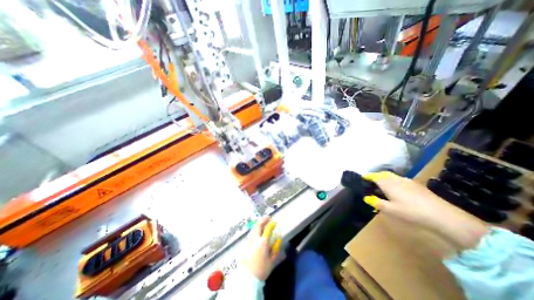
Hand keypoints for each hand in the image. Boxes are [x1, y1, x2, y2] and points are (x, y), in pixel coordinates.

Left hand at [244, 217, 280, 279]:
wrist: (247, 278)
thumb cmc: (262, 269)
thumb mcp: (272, 259)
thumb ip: (276, 247)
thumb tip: (278, 236)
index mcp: (263, 242)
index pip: (268, 229)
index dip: (271, 224)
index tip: (275, 221)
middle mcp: (255, 239)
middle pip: (258, 225)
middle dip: (263, 220)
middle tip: (268, 217)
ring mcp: (249, 240)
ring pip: (254, 228)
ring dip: (259, 223)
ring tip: (263, 222)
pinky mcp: (246, 244)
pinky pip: (251, 233)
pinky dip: (255, 229)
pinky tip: (257, 230)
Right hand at [363, 171, 486, 249]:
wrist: (442, 215)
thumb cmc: (411, 212)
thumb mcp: (391, 210)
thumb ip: (377, 203)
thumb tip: (366, 198)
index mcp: (388, 184)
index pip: (374, 177)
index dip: (367, 176)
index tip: (362, 177)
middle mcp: (396, 179)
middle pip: (383, 174)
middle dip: (376, 175)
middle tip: (371, 180)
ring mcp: (407, 181)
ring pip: (392, 176)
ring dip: (385, 177)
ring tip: (382, 184)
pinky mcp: (416, 185)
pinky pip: (400, 179)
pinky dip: (394, 180)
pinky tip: (397, 188)